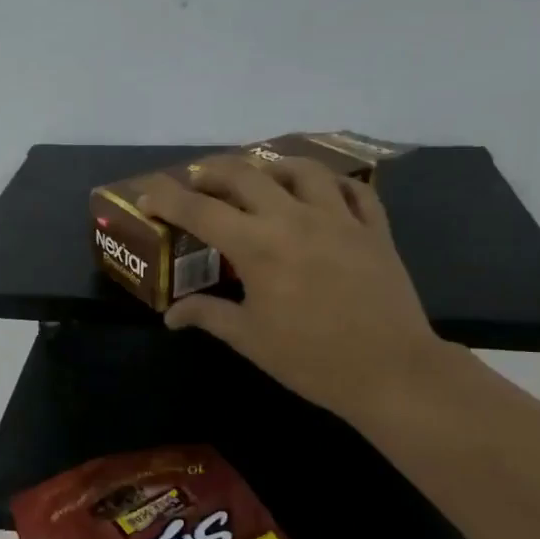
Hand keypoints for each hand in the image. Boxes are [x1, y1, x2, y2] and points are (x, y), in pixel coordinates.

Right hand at [137, 153, 451, 423]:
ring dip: (271, 167)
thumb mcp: (250, 339)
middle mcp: (294, 219)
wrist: (391, 371)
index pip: (199, 210)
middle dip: (211, 172)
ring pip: (301, 170)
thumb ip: (208, 315)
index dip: (168, 198)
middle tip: (196, 181)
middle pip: (244, 175)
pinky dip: (330, 184)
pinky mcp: (374, 228)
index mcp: (257, 246)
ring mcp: (339, 218)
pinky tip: (321, 192)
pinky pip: (352, 189)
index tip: (148, 196)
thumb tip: (171, 315)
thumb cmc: (311, 359)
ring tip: (258, 176)